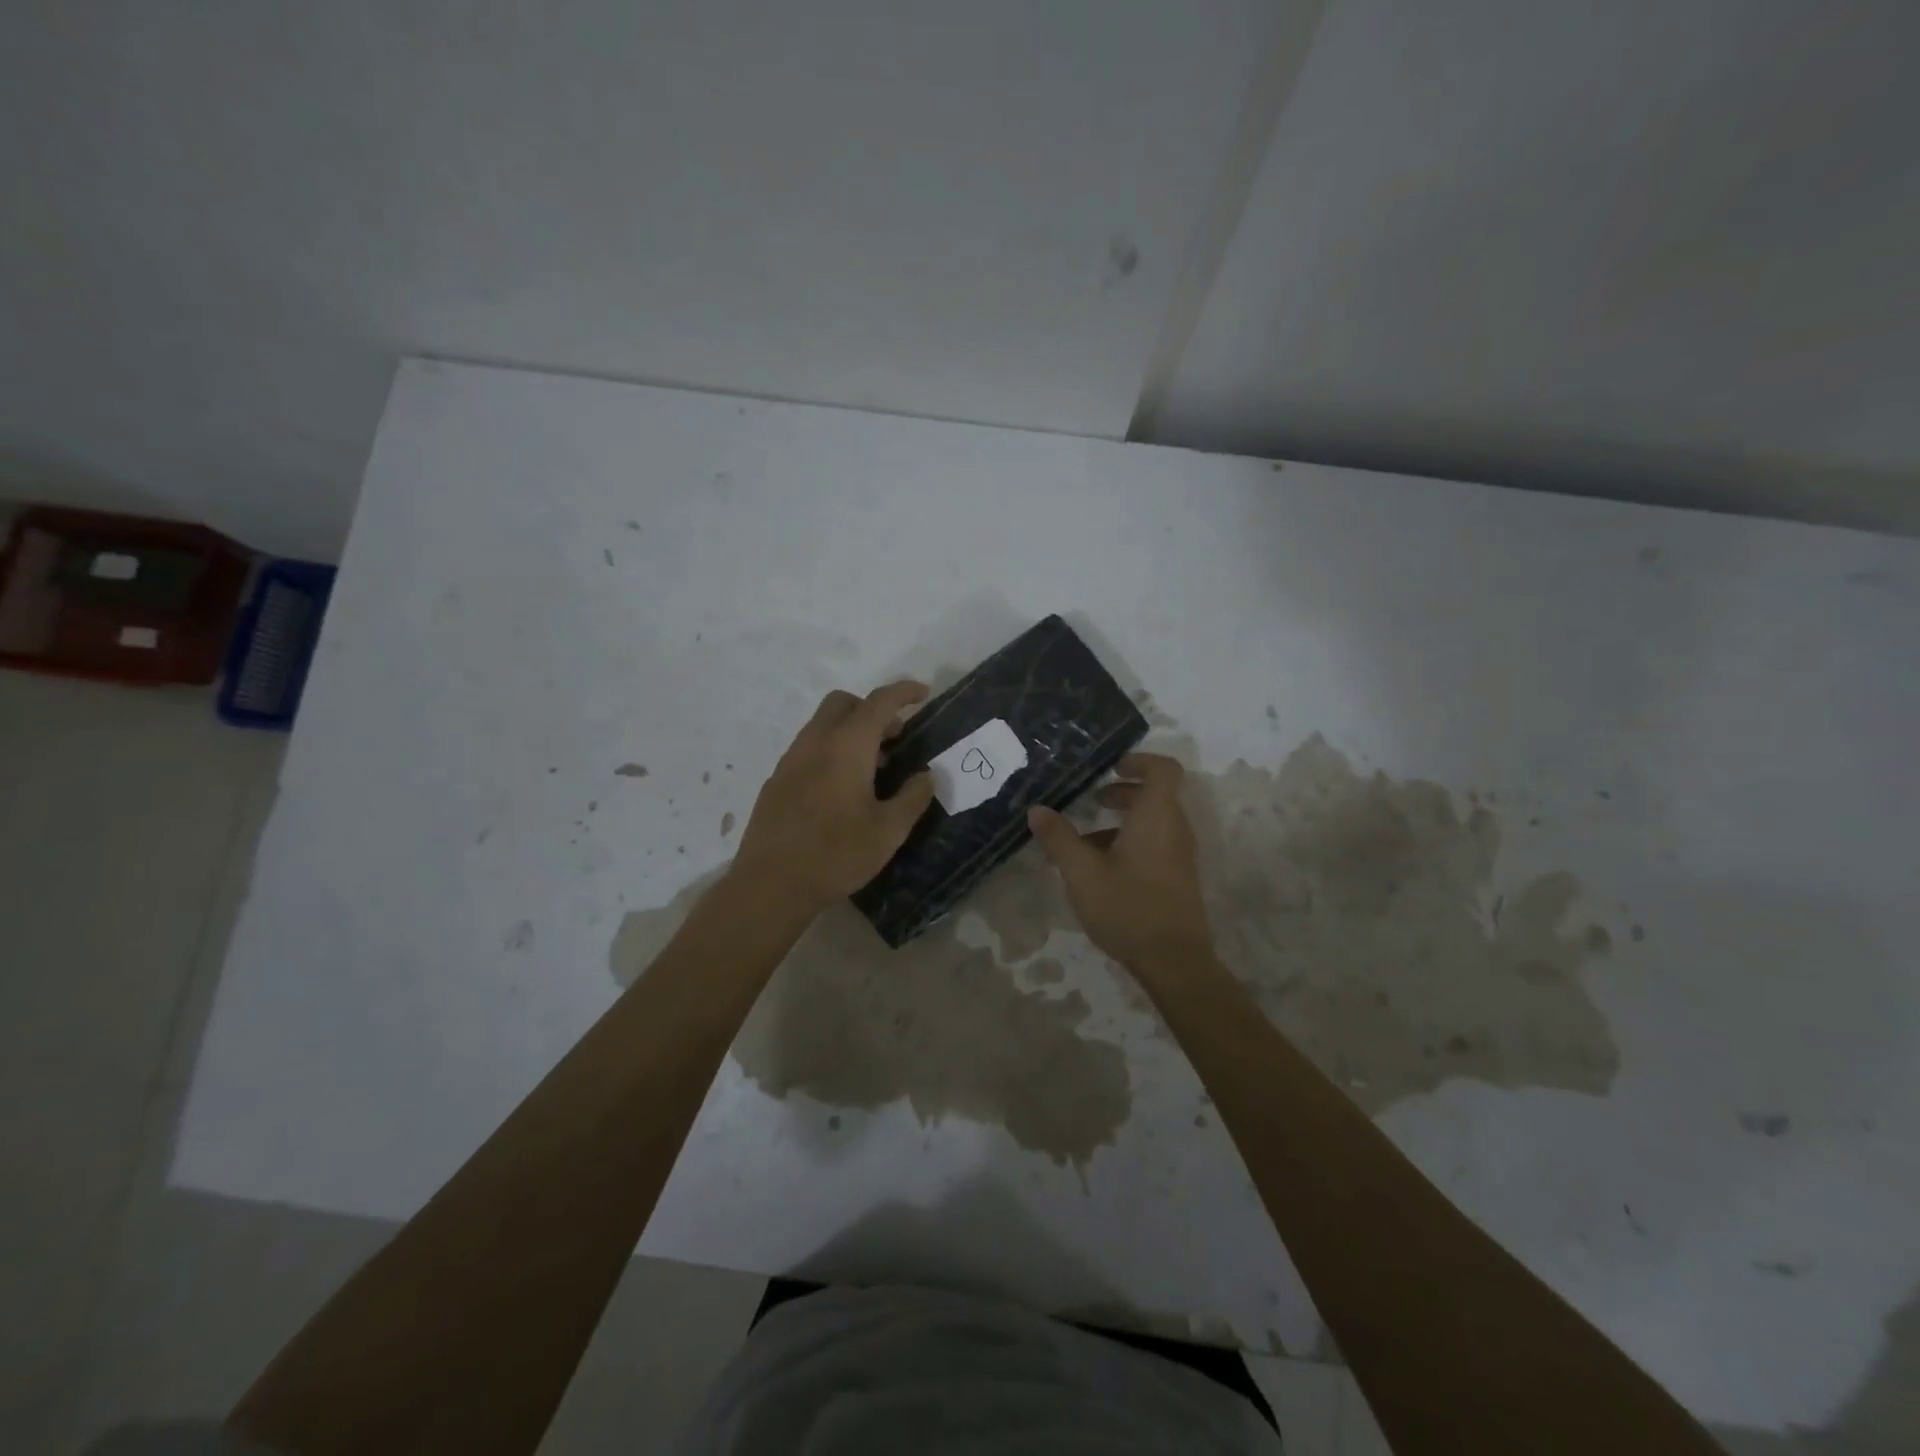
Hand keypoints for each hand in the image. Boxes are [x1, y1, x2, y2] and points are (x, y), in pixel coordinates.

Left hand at [732, 681, 936, 914]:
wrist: (771, 884)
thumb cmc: (836, 854)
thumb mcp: (888, 831)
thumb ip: (913, 797)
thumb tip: (926, 777)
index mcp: (846, 746)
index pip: (879, 702)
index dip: (904, 692)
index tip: (923, 694)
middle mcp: (815, 742)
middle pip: (844, 703)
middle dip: (872, 709)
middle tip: (895, 739)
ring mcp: (790, 760)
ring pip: (823, 725)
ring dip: (850, 731)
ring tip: (872, 768)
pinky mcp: (776, 781)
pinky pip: (808, 749)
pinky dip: (830, 751)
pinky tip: (841, 790)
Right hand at [1027, 751, 1214, 974]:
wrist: (1174, 962)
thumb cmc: (1128, 907)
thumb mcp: (1082, 872)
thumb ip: (1059, 838)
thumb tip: (1037, 810)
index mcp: (1157, 816)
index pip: (1163, 769)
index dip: (1139, 761)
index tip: (1110, 769)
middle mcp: (1175, 829)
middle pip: (1156, 795)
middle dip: (1122, 792)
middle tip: (1091, 800)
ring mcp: (1180, 855)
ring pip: (1154, 822)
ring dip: (1122, 821)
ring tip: (1085, 841)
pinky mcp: (1178, 878)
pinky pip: (1156, 844)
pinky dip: (1130, 842)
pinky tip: (1100, 870)